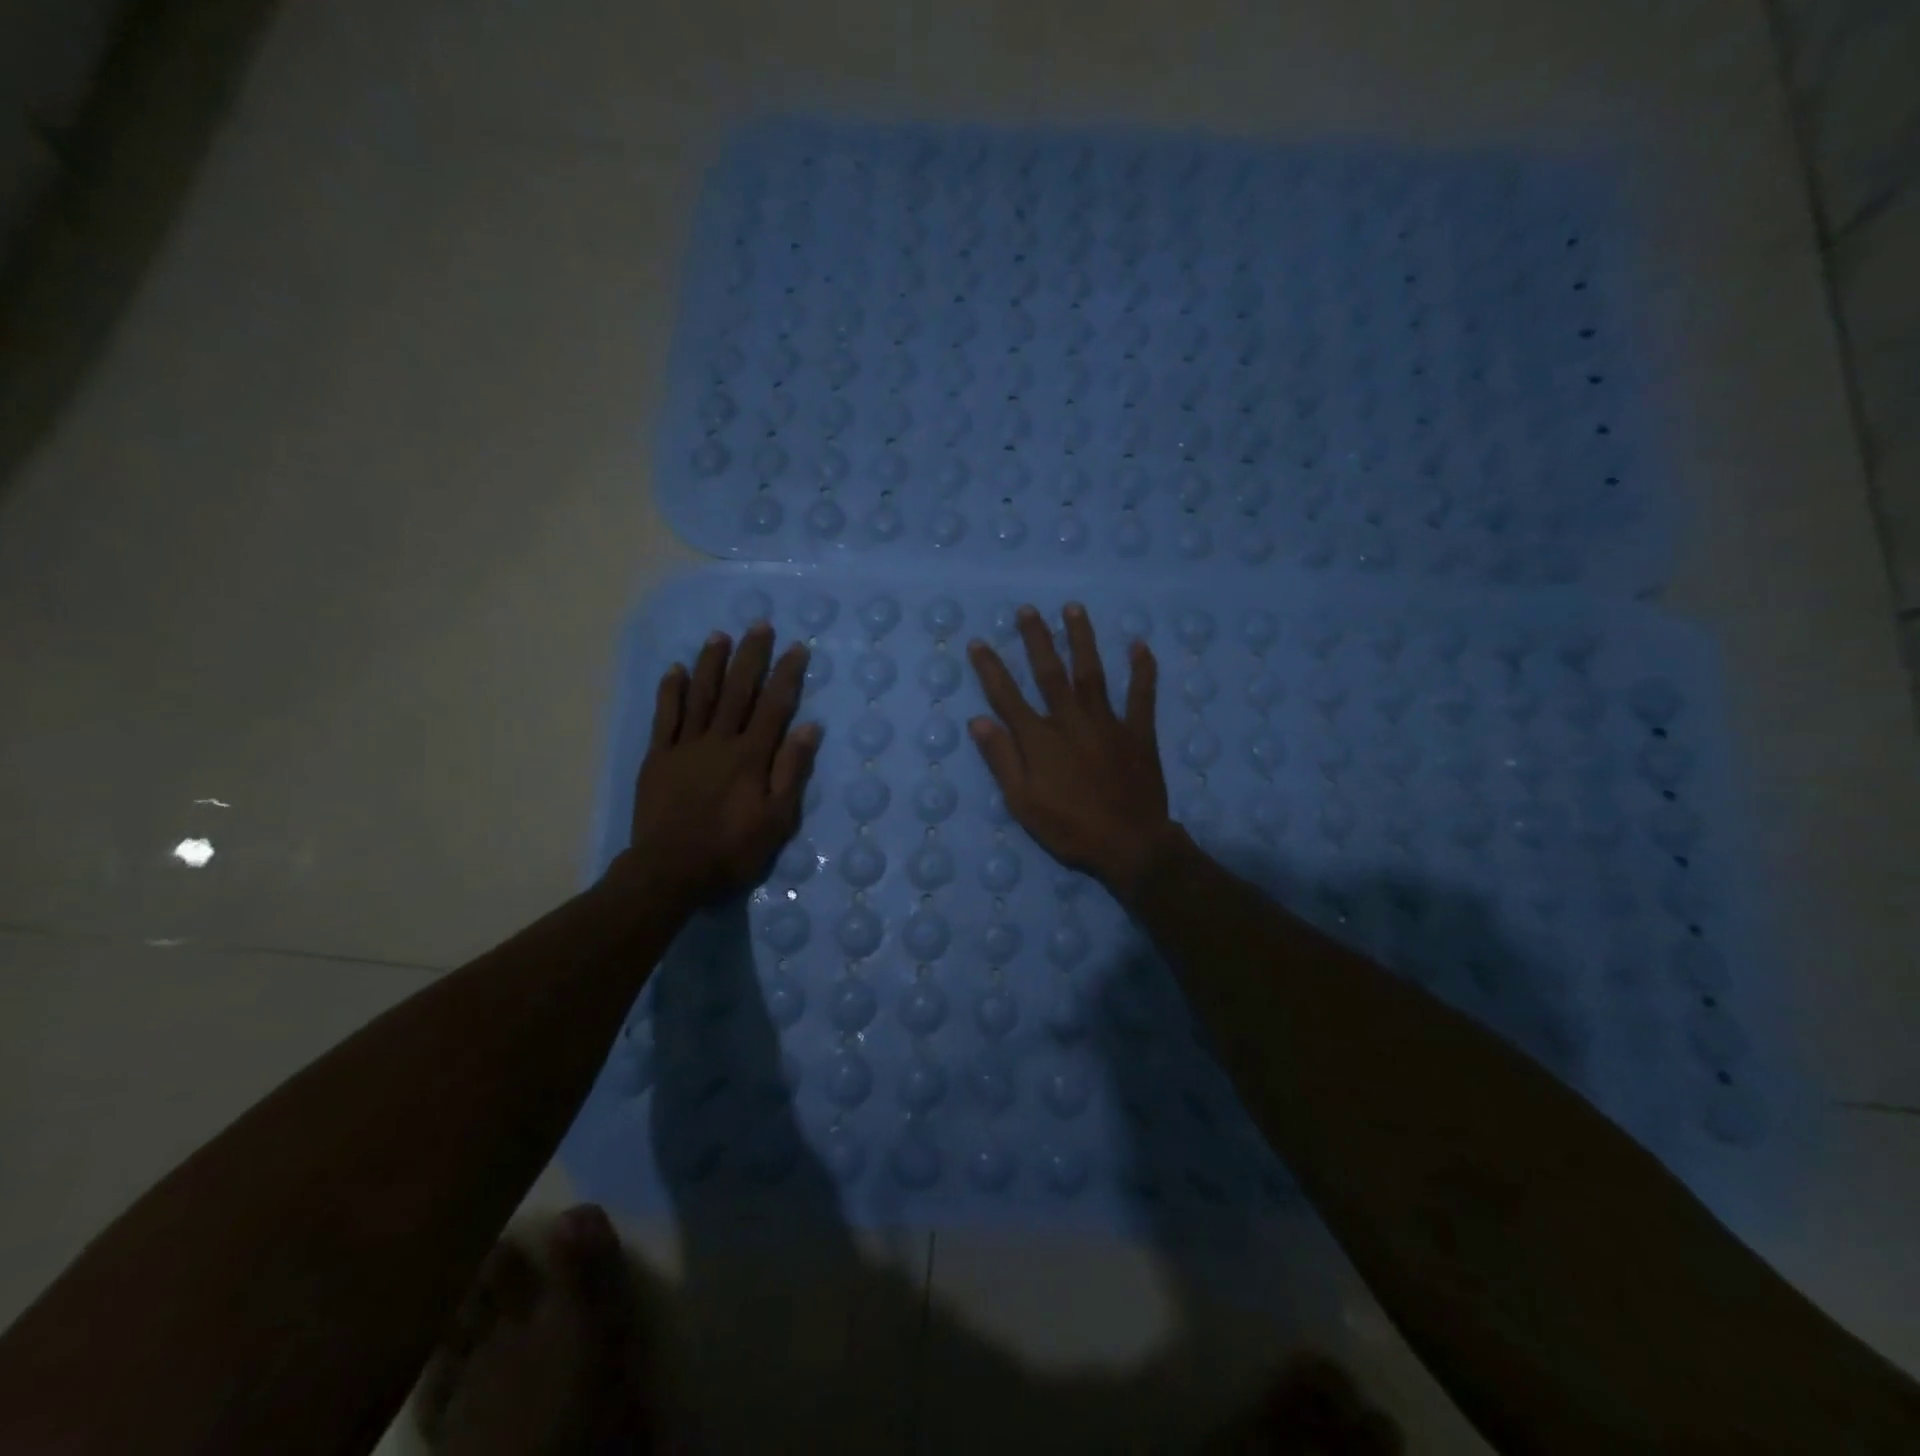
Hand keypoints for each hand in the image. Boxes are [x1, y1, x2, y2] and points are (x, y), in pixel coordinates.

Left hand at [614, 622, 821, 906]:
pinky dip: (670, 690)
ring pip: (701, 695)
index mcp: (752, 756)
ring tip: (720, 636)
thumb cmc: (732, 850)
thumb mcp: (777, 819)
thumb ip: (792, 771)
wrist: (670, 871)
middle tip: (759, 625)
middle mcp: (720, 741)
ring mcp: (686, 746)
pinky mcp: (659, 757)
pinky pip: (665, 716)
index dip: (786, 675)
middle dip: (750, 656)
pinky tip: (675, 669)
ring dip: (711, 663)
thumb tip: (809, 727)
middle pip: (738, 690)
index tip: (796, 648)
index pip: (775, 706)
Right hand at [966, 603, 1181, 897]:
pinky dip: (1142, 669)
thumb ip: (1002, 759)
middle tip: (1027, 610)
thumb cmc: (1070, 828)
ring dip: (1082, 638)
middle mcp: (1071, 720)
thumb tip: (978, 721)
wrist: (1129, 843)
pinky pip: (1142, 694)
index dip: (991, 668)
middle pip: (1050, 672)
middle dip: (1037, 639)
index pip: (1007, 696)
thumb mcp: (1023, 802)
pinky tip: (1139, 645)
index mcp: (1040, 739)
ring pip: (1091, 672)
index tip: (979, 642)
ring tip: (1074, 609)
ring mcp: (1108, 722)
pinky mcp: (1138, 731)